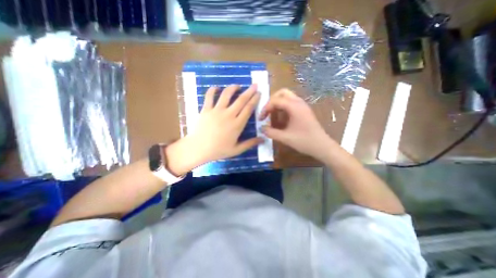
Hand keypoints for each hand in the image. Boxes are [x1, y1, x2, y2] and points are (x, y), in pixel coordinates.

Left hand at [165, 85, 262, 175]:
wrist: (198, 149)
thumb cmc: (218, 150)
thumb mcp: (237, 150)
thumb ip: (250, 143)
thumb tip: (263, 139)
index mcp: (237, 124)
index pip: (248, 109)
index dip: (255, 100)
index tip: (259, 93)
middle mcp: (229, 115)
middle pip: (241, 100)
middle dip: (249, 91)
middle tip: (254, 85)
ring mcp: (216, 111)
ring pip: (226, 95)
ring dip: (233, 88)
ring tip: (237, 85)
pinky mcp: (206, 109)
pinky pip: (209, 96)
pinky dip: (212, 90)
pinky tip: (216, 87)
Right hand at [258, 88, 334, 161]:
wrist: (322, 146)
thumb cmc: (304, 141)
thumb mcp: (285, 138)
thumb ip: (271, 132)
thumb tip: (261, 128)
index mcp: (294, 106)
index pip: (276, 100)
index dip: (265, 108)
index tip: (261, 119)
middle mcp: (298, 102)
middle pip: (282, 93)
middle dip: (272, 101)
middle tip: (267, 112)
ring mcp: (302, 106)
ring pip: (287, 97)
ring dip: (277, 104)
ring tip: (272, 116)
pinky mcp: (304, 110)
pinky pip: (291, 103)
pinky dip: (283, 108)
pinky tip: (281, 119)